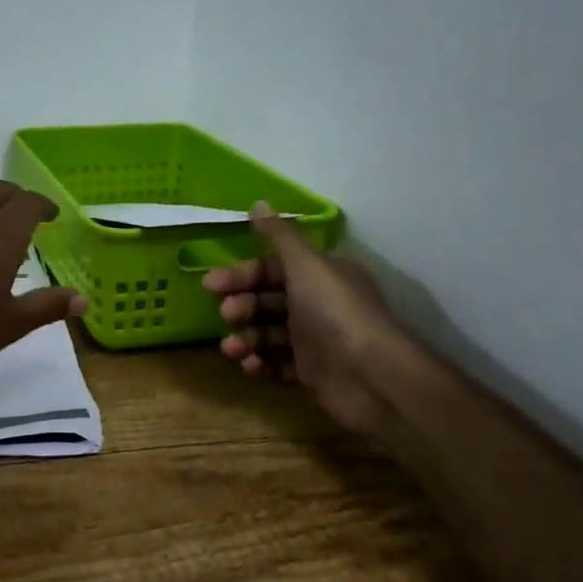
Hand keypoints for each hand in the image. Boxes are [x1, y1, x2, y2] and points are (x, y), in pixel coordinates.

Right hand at [203, 203, 402, 438]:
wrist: (371, 378)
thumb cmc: (334, 312)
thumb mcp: (306, 265)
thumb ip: (279, 236)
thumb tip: (258, 203)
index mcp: (321, 274)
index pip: (273, 268)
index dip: (242, 274)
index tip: (211, 284)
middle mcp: (319, 303)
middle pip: (268, 299)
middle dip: (243, 306)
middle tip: (226, 315)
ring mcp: (316, 340)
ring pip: (269, 333)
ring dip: (246, 337)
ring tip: (232, 348)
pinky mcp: (312, 373)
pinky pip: (278, 364)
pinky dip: (260, 363)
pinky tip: (249, 366)